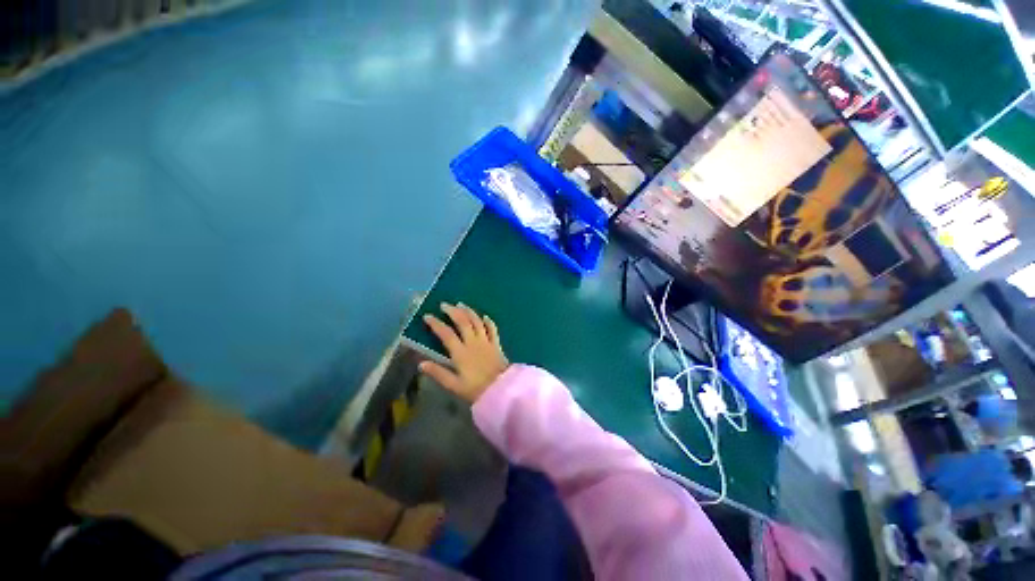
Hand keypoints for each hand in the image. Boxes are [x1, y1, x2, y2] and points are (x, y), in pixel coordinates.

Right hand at [419, 302, 508, 402]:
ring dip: (469, 311)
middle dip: (453, 311)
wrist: (501, 389)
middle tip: (444, 305)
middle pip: (463, 322)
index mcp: (461, 353)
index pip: (446, 334)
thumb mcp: (454, 385)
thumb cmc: (476, 389)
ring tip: (461, 305)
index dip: (436, 324)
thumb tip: (421, 364)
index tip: (427, 316)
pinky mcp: (496, 344)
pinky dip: (488, 321)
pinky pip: (492, 329)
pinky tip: (485, 316)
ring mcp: (486, 341)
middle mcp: (473, 343)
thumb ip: (438, 373)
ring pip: (477, 321)